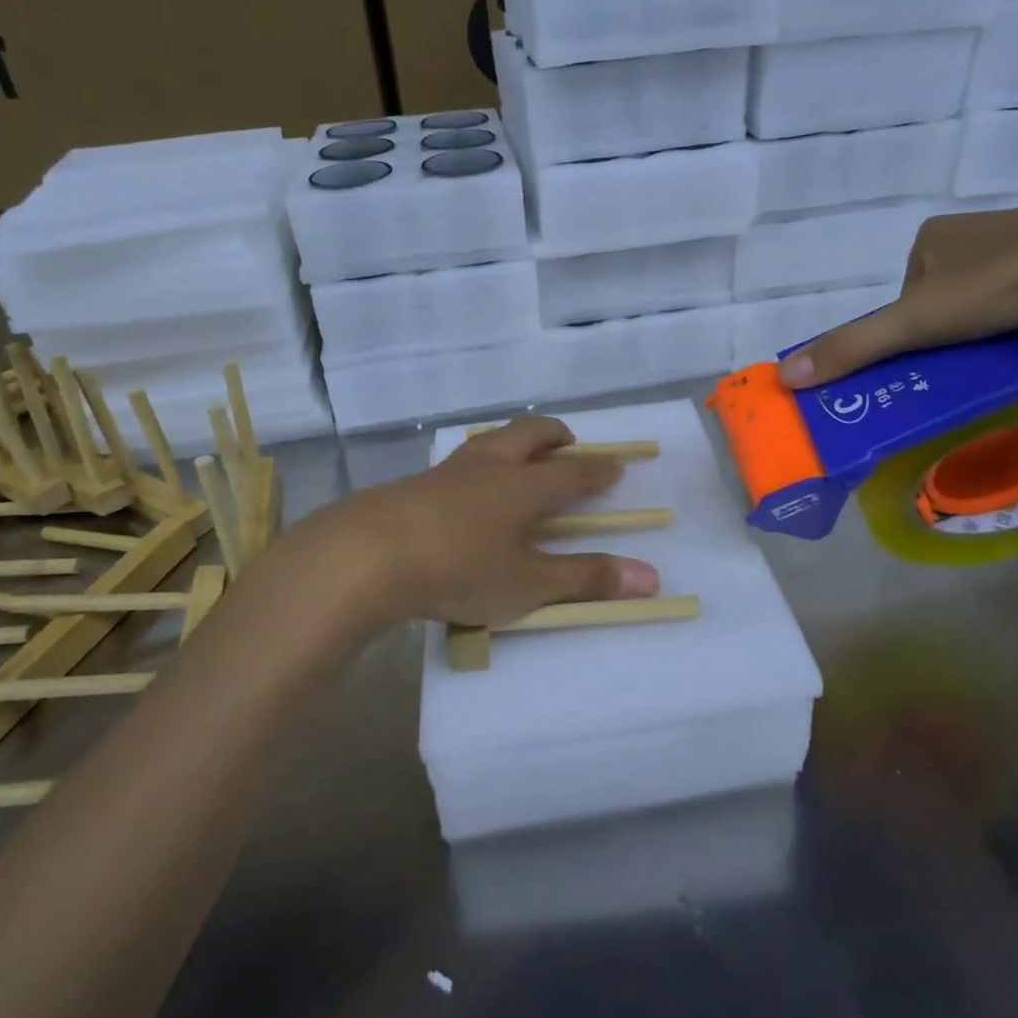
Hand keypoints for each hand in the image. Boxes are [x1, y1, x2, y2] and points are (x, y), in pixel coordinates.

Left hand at [302, 416, 660, 626]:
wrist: (366, 556)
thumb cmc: (459, 568)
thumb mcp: (528, 584)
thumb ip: (586, 580)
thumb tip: (651, 578)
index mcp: (524, 485)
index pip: (573, 470)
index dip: (598, 469)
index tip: (616, 464)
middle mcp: (490, 466)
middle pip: (529, 433)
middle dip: (555, 436)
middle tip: (569, 446)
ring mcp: (448, 471)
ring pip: (490, 440)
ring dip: (513, 442)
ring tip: (518, 459)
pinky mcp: (413, 484)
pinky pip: (458, 462)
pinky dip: (477, 466)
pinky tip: (464, 492)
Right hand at [777, 197, 1017, 387]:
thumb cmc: (999, 283)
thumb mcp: (915, 322)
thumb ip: (854, 347)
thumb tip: (786, 376)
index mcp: (928, 238)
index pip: (901, 299)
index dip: (907, 334)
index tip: (928, 362)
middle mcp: (968, 232)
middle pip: (940, 300)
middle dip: (947, 332)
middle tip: (964, 363)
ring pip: (983, 297)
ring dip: (985, 325)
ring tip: (1002, 350)